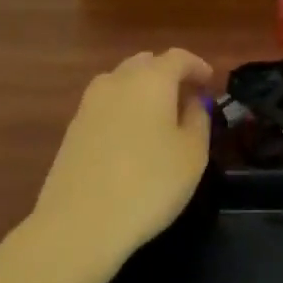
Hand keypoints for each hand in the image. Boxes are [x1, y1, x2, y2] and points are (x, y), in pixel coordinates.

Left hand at [30, 47, 214, 269]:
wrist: (78, 224)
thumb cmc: (148, 184)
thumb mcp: (192, 155)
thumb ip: (198, 120)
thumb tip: (193, 102)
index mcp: (152, 78)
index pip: (178, 57)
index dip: (197, 66)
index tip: (210, 81)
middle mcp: (118, 80)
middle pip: (146, 63)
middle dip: (167, 74)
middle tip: (184, 97)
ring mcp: (90, 103)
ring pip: (122, 82)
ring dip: (142, 90)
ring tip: (157, 117)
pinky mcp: (72, 128)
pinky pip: (106, 105)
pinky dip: (122, 110)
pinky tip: (130, 138)